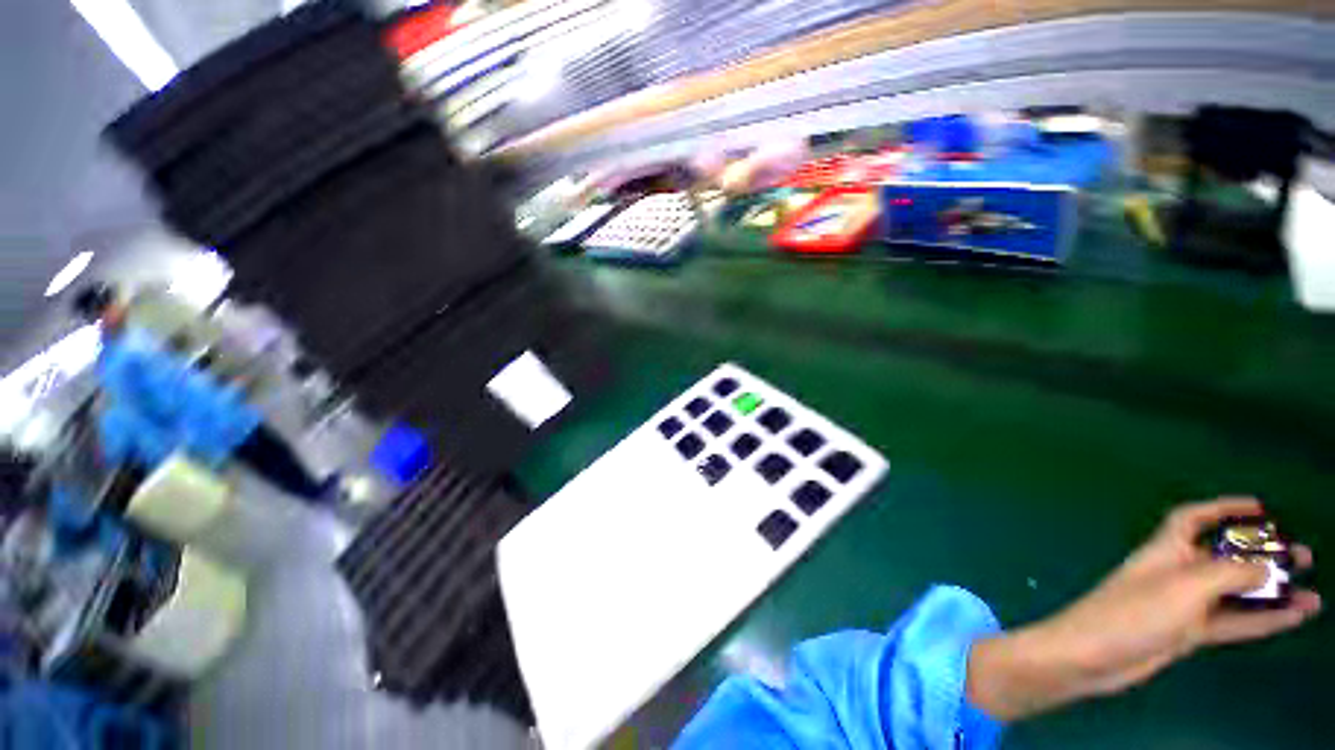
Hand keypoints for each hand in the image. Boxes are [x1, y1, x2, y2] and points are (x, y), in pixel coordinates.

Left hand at [968, 497, 1320, 721]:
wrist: (1094, 656)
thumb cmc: (1135, 612)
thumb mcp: (1186, 586)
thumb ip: (1231, 573)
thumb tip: (1269, 566)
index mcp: (1166, 549)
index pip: (1193, 518)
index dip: (1223, 508)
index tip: (1259, 507)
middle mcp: (1176, 572)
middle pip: (1225, 557)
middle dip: (1262, 555)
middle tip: (1304, 557)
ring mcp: (1183, 605)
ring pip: (1235, 593)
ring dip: (1271, 592)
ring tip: (1313, 593)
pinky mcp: (1187, 633)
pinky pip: (1233, 622)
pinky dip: (1263, 619)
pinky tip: (1294, 617)